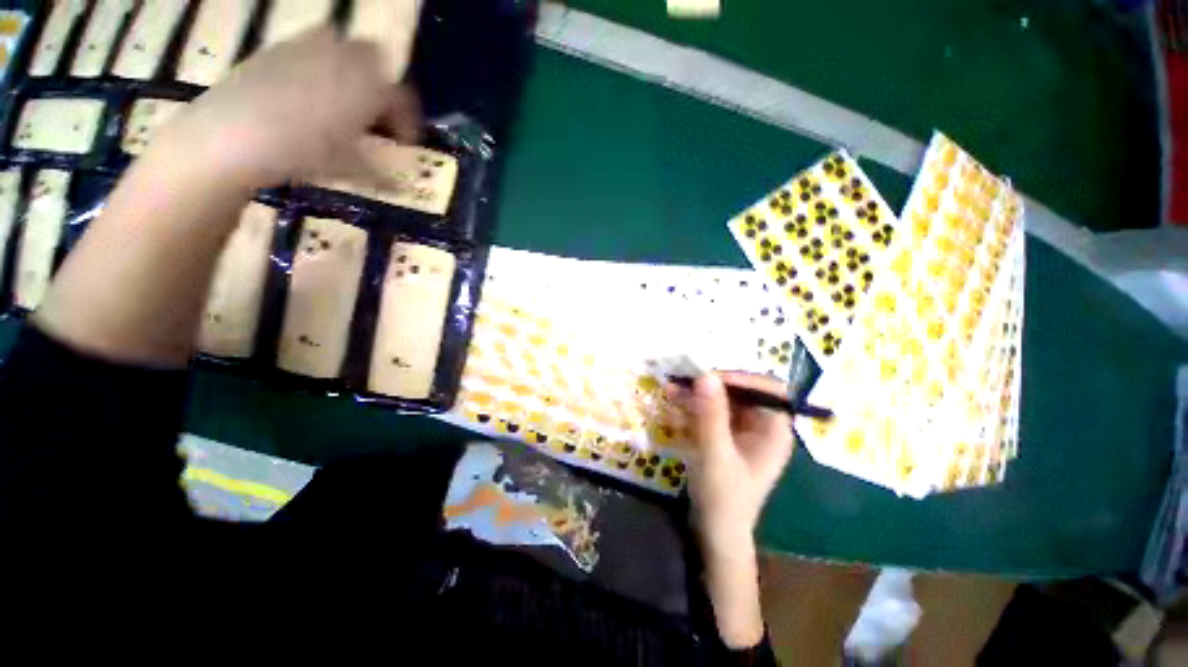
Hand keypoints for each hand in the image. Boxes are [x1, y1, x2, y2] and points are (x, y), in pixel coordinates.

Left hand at [156, 29, 421, 188]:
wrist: (233, 134)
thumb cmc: (304, 152)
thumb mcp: (351, 169)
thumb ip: (382, 173)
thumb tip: (399, 186)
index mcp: (371, 87)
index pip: (403, 100)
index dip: (408, 123)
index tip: (403, 145)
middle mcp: (344, 57)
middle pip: (377, 59)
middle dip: (381, 84)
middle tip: (373, 115)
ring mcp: (309, 46)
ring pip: (343, 45)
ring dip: (351, 69)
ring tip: (342, 100)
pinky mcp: (278, 47)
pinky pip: (310, 46)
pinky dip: (320, 65)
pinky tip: (308, 93)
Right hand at [670, 371, 793, 648]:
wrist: (714, 534)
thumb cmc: (724, 498)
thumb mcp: (716, 454)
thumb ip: (711, 415)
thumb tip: (706, 375)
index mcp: (773, 431)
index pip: (767, 389)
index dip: (741, 378)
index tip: (710, 378)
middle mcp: (761, 427)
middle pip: (740, 392)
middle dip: (711, 386)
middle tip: (683, 381)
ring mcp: (741, 432)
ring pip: (721, 401)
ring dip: (697, 395)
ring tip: (670, 390)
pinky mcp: (724, 438)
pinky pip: (710, 414)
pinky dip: (692, 409)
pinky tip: (672, 407)